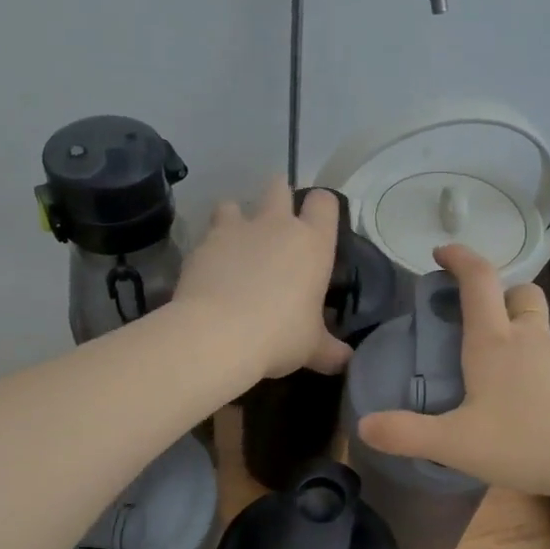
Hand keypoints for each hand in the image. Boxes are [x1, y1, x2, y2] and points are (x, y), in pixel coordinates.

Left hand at [175, 178, 352, 380]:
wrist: (218, 334)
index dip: (321, 207)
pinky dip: (209, 247)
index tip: (316, 224)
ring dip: (235, 218)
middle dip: (277, 198)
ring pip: (234, 204)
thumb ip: (330, 350)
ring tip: (234, 244)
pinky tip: (209, 271)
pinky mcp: (202, 243)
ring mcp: (236, 229)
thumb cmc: (279, 336)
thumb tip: (347, 361)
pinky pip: (207, 234)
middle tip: (276, 227)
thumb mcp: (311, 348)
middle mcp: (276, 225)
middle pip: (278, 187)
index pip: (324, 202)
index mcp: (312, 243)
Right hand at [356, 244, 549, 500]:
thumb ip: (407, 434)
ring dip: (521, 335)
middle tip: (480, 321)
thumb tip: (364, 425)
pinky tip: (537, 406)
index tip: (442, 252)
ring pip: (541, 329)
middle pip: (521, 294)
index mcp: (494, 343)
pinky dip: (542, 368)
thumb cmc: (527, 443)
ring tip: (503, 377)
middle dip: (500, 295)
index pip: (478, 280)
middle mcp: (532, 339)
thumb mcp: (456, 444)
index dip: (459, 258)